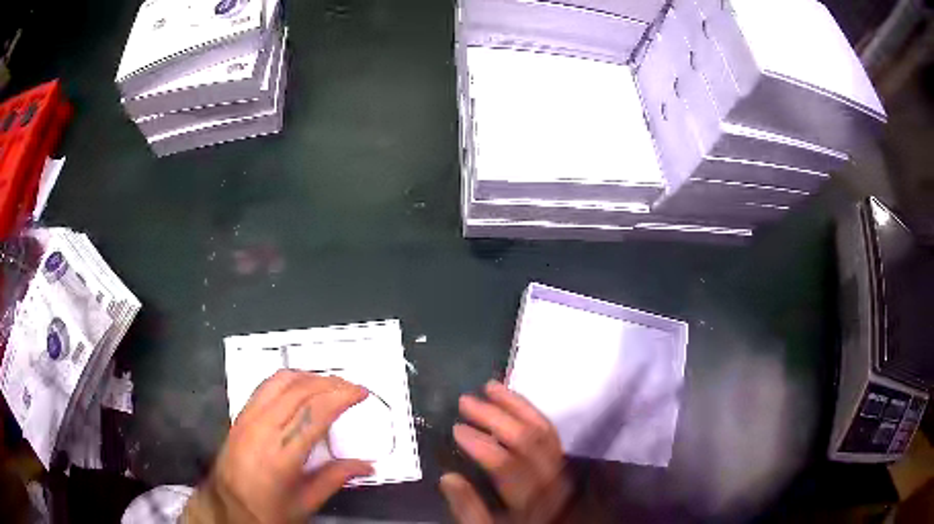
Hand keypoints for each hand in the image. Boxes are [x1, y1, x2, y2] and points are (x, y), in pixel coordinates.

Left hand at [183, 370, 372, 523]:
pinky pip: (266, 386)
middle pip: (300, 391)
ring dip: (309, 377)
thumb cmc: (268, 510)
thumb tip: (367, 465)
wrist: (227, 507)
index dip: (341, 397)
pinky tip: (300, 387)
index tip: (361, 393)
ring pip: (281, 381)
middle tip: (351, 387)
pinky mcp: (240, 415)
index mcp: (283, 456)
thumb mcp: (306, 503)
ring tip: (329, 384)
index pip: (315, 413)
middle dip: (330, 383)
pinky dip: (288, 380)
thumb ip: (336, 478)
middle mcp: (263, 430)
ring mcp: (248, 418)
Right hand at [441, 381, 571, 523]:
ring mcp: (559, 466)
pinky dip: (530, 411)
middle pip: (526, 439)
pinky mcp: (561, 459)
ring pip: (542, 428)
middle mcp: (549, 478)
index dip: (479, 444)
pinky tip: (513, 399)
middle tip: (465, 400)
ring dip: (515, 405)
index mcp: (529, 498)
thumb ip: (468, 508)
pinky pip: (550, 429)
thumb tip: (448, 477)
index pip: (505, 464)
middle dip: (494, 416)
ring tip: (490, 387)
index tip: (455, 428)